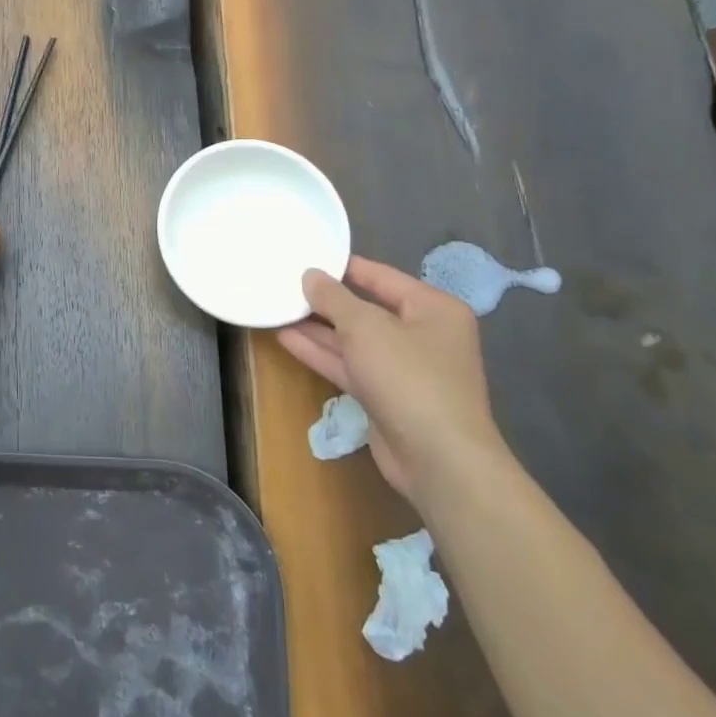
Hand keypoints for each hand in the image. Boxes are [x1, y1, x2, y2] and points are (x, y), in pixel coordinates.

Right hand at [277, 256, 507, 510]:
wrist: (438, 460)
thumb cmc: (409, 377)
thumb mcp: (366, 327)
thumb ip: (334, 298)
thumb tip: (311, 275)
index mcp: (433, 308)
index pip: (381, 276)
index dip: (342, 266)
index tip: (304, 256)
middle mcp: (421, 334)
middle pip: (366, 308)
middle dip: (325, 300)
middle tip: (284, 283)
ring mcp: (402, 368)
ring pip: (353, 339)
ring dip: (317, 327)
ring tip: (277, 307)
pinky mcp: (384, 395)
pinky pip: (349, 365)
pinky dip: (320, 353)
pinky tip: (286, 338)